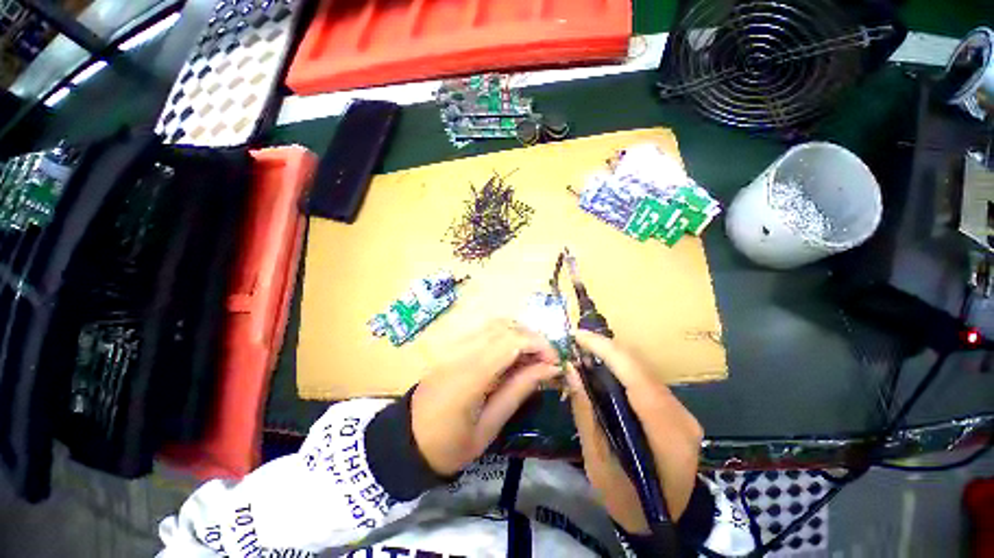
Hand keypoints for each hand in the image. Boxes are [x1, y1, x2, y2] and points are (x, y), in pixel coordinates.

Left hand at [411, 319, 559, 475]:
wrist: (406, 439)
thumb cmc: (449, 445)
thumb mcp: (489, 427)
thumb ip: (518, 391)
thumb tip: (548, 368)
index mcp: (469, 376)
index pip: (510, 342)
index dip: (538, 345)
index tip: (556, 362)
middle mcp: (462, 351)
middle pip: (505, 327)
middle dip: (533, 338)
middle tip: (548, 360)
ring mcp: (456, 346)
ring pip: (496, 324)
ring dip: (521, 334)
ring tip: (534, 357)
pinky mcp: (454, 346)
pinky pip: (486, 331)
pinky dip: (507, 336)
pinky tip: (514, 355)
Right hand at [566, 330, 702, 533]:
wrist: (661, 522)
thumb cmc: (627, 501)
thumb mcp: (598, 461)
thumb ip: (585, 412)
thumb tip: (571, 370)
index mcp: (667, 435)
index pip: (637, 378)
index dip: (607, 350)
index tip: (578, 336)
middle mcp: (681, 416)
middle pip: (641, 368)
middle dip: (606, 348)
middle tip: (576, 341)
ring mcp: (682, 412)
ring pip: (643, 370)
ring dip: (612, 356)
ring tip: (584, 350)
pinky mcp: (675, 411)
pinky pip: (645, 379)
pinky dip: (621, 368)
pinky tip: (601, 367)